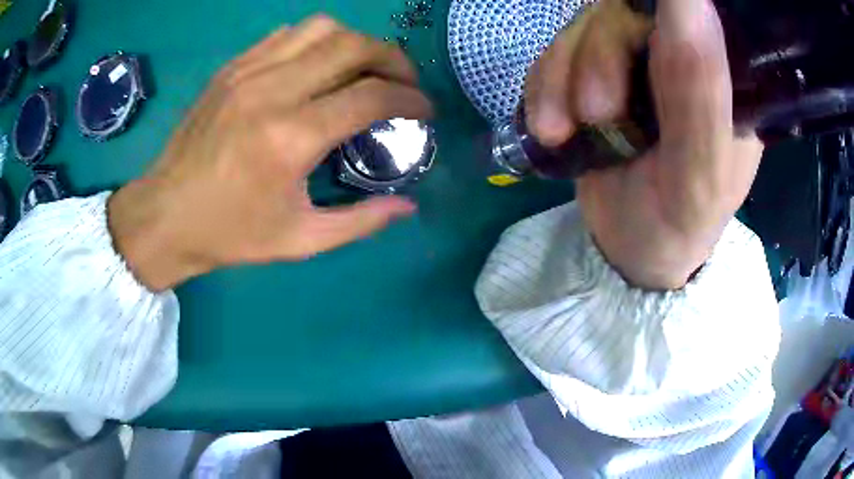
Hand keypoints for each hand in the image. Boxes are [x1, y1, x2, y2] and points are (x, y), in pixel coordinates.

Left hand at [108, 16, 432, 290]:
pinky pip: (287, 34)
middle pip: (354, 45)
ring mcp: (247, 72)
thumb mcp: (300, 241)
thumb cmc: (229, 234)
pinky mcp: (232, 68)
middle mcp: (272, 91)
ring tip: (364, 69)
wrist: (164, 216)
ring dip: (356, 43)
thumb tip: (408, 205)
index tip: (424, 111)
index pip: (372, 95)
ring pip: (322, 28)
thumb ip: (361, 221)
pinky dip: (317, 41)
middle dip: (394, 59)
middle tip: (404, 83)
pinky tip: (319, 66)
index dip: (411, 98)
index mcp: (290, 138)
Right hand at [525, 0, 762, 288]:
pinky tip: (551, 126)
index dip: (661, 12)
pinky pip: (555, 53)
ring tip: (562, 131)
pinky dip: (543, 87)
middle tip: (596, 114)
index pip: (693, 12)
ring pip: (583, 27)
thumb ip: (701, 90)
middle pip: (627, 10)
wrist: (631, 249)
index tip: (639, 56)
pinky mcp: (595, 71)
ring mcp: (634, 59)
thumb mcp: (699, 171)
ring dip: (562, 78)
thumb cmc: (679, 223)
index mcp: (725, 76)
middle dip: (598, 56)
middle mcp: (681, 55)